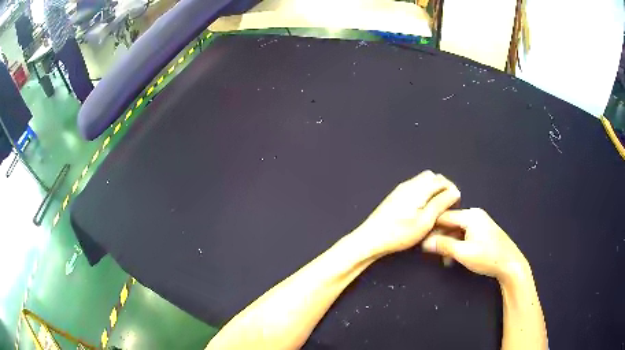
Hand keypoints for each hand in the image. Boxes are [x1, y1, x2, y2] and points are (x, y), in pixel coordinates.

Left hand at [354, 171, 460, 255]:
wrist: (371, 238)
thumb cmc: (399, 233)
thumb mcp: (425, 221)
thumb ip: (441, 203)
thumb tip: (455, 191)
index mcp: (418, 188)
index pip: (442, 180)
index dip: (451, 190)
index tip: (454, 205)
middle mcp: (409, 184)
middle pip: (433, 177)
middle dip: (443, 188)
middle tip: (446, 206)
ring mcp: (401, 189)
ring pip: (423, 181)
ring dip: (433, 191)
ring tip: (435, 210)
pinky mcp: (396, 196)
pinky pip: (415, 187)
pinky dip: (424, 194)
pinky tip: (422, 210)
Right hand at [422, 208, 529, 281]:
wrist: (511, 264)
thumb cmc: (487, 257)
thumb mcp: (463, 253)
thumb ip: (444, 245)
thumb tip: (425, 242)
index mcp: (470, 215)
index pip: (443, 216)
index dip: (430, 227)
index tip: (419, 238)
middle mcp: (475, 215)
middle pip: (450, 223)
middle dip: (440, 237)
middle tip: (430, 252)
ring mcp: (480, 223)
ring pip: (457, 230)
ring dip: (448, 243)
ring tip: (442, 259)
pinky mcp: (483, 232)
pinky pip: (465, 234)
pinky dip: (457, 244)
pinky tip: (453, 257)